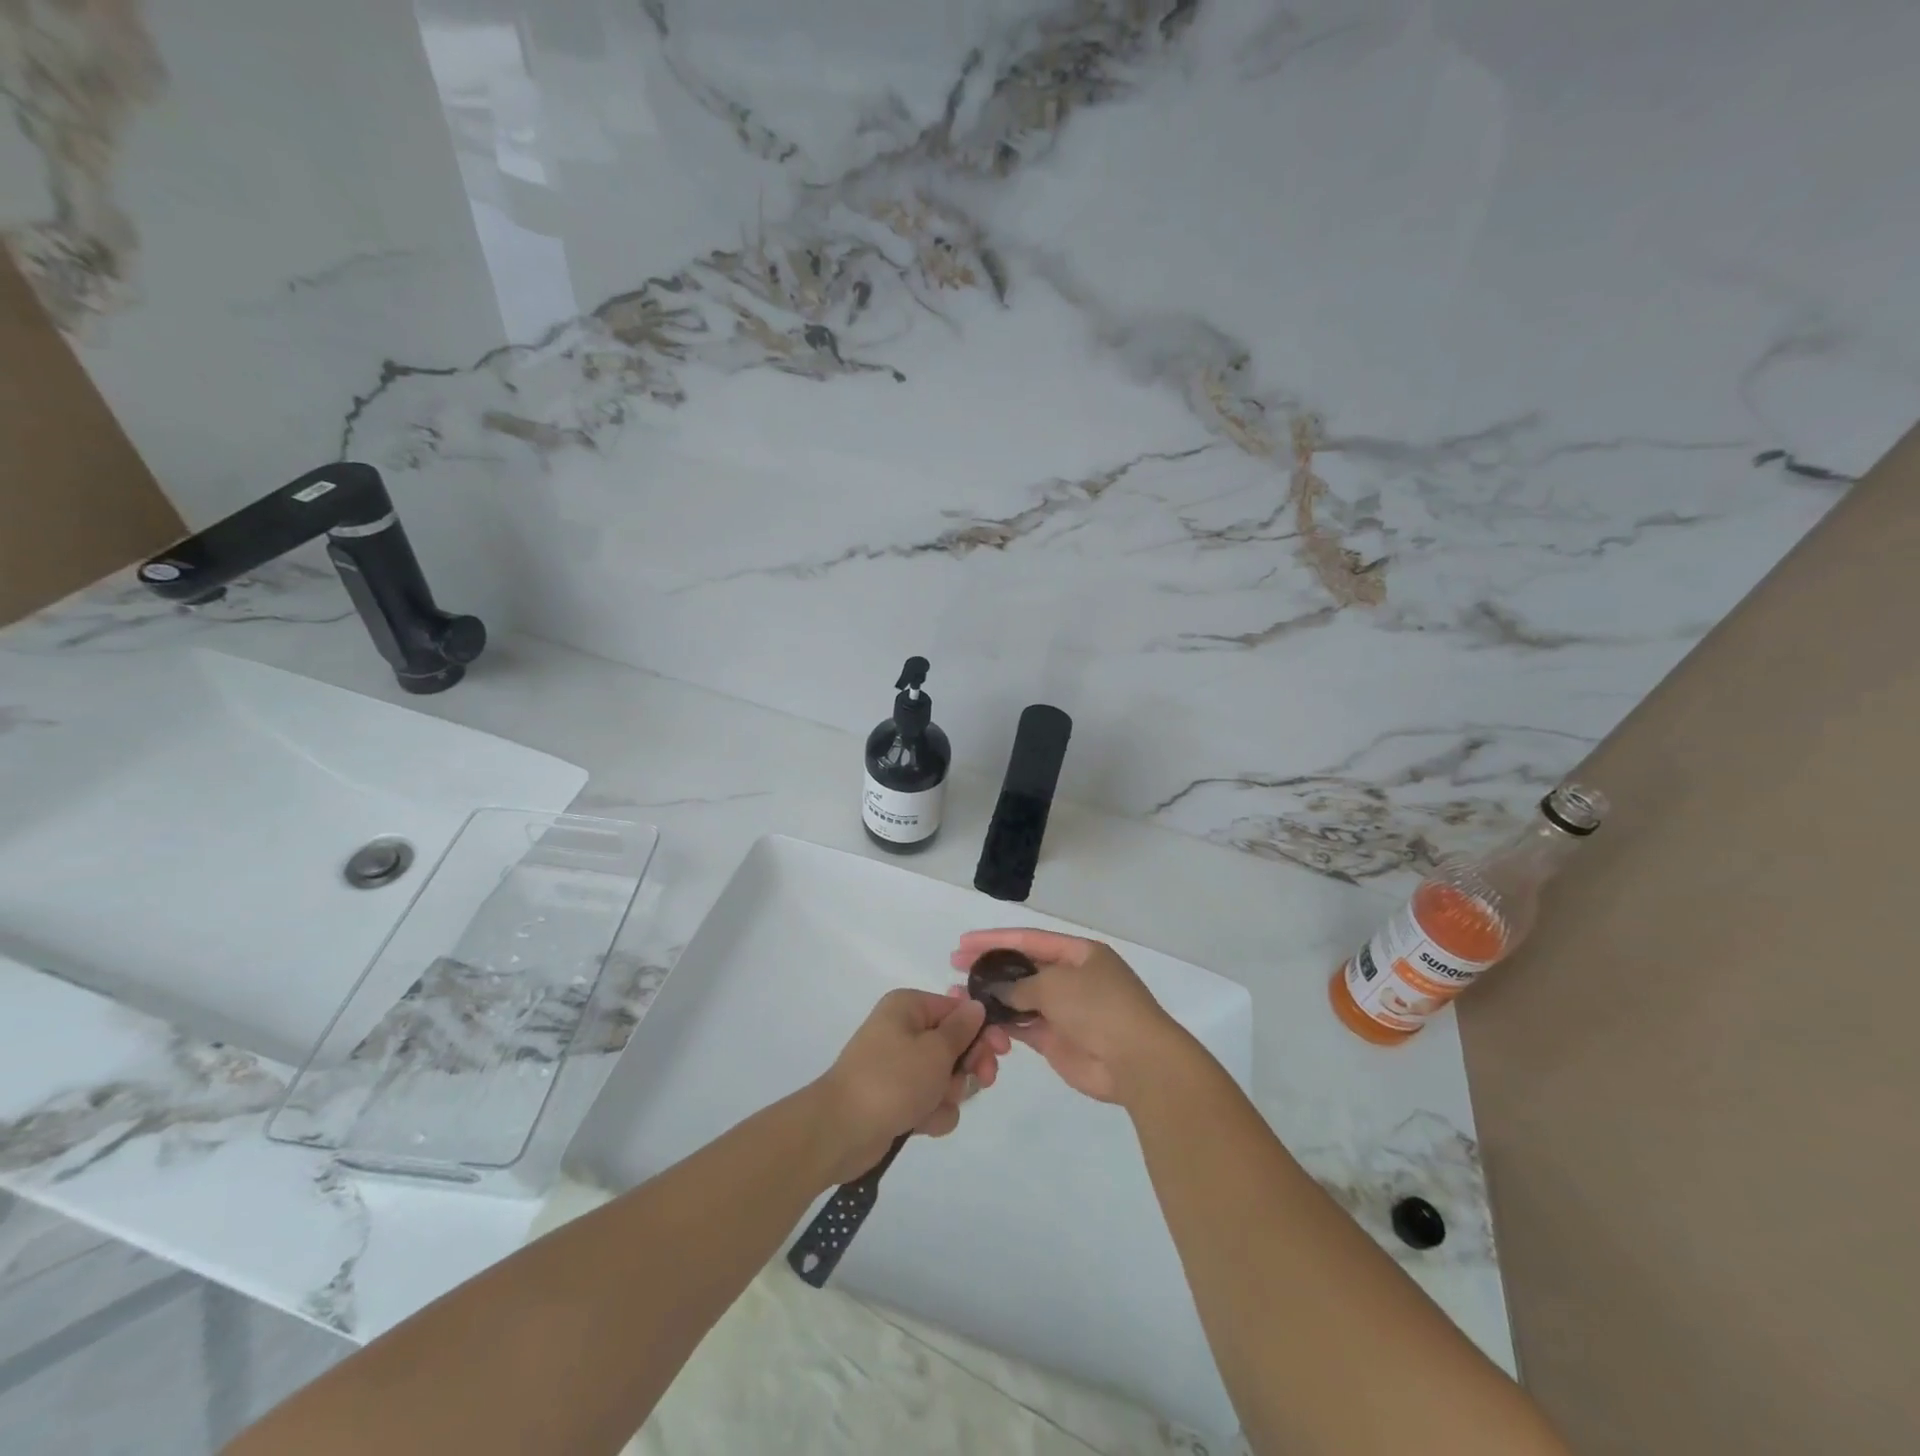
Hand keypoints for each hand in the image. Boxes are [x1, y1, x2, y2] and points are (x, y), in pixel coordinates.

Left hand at [812, 990, 999, 1185]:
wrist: (841, 1130)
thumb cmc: (892, 1080)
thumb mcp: (935, 1050)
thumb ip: (962, 1029)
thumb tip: (976, 1005)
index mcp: (909, 1007)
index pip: (958, 1010)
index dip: (982, 1030)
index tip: (1001, 1051)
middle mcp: (903, 1031)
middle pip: (955, 1044)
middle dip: (968, 1067)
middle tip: (982, 1080)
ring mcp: (899, 1067)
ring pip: (945, 1077)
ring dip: (948, 1095)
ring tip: (933, 1106)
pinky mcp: (897, 1099)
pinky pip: (929, 1101)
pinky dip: (931, 1113)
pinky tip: (920, 1124)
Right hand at [950, 929, 1185, 1105]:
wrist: (1136, 1061)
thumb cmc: (1099, 1008)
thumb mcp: (1056, 985)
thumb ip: (1019, 984)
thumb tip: (994, 989)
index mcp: (1079, 953)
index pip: (1029, 939)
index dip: (995, 939)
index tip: (963, 942)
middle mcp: (1071, 978)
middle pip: (1023, 968)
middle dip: (990, 967)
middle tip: (955, 967)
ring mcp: (1064, 1010)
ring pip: (1020, 999)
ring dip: (992, 998)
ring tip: (959, 997)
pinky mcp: (1057, 1040)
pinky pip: (1024, 1026)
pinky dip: (1004, 1024)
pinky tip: (980, 1021)